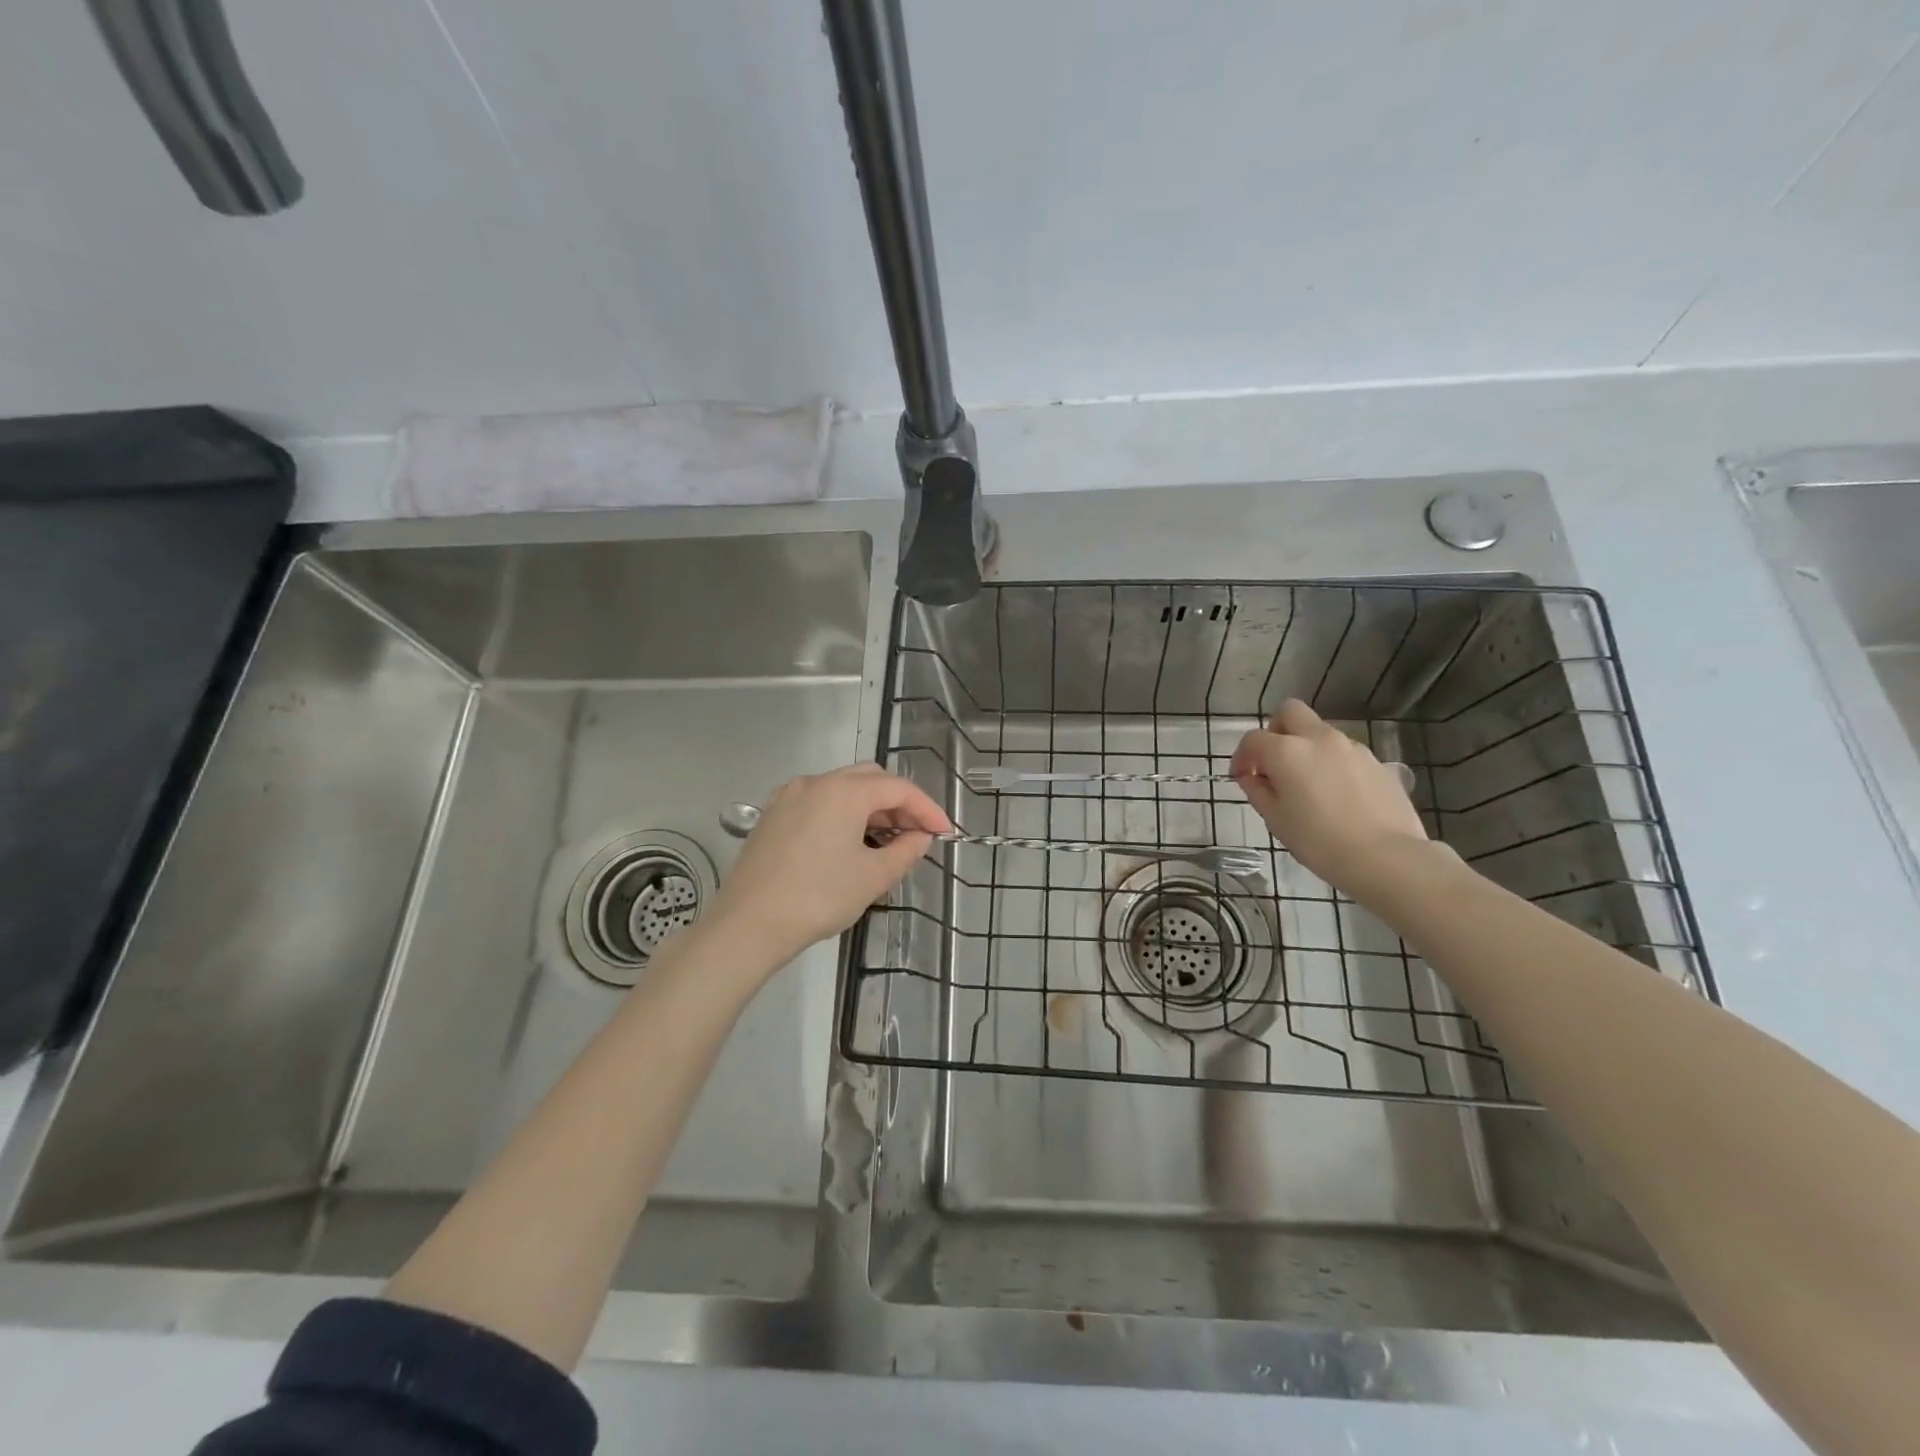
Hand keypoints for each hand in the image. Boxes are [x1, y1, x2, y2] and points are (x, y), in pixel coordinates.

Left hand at [706, 764, 951, 969]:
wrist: (747, 924)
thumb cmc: (818, 898)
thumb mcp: (872, 878)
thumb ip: (905, 852)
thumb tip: (920, 838)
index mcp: (844, 791)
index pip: (898, 789)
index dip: (927, 809)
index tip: (944, 833)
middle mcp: (815, 782)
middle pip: (870, 780)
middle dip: (899, 803)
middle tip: (916, 834)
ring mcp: (789, 796)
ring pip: (842, 789)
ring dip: (870, 808)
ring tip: (887, 841)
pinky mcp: (772, 816)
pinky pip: (818, 803)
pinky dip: (842, 814)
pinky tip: (849, 842)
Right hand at [1230, 699, 1429, 894]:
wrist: (1387, 858)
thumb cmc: (1320, 842)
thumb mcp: (1276, 820)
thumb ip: (1257, 791)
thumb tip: (1251, 777)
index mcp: (1287, 751)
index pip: (1253, 739)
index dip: (1242, 757)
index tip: (1242, 778)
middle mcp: (1319, 739)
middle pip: (1290, 712)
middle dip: (1276, 731)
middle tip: (1274, 763)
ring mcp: (1352, 747)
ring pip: (1319, 732)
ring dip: (1306, 748)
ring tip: (1308, 785)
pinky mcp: (1376, 762)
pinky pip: (1344, 752)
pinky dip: (1332, 763)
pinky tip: (1337, 795)